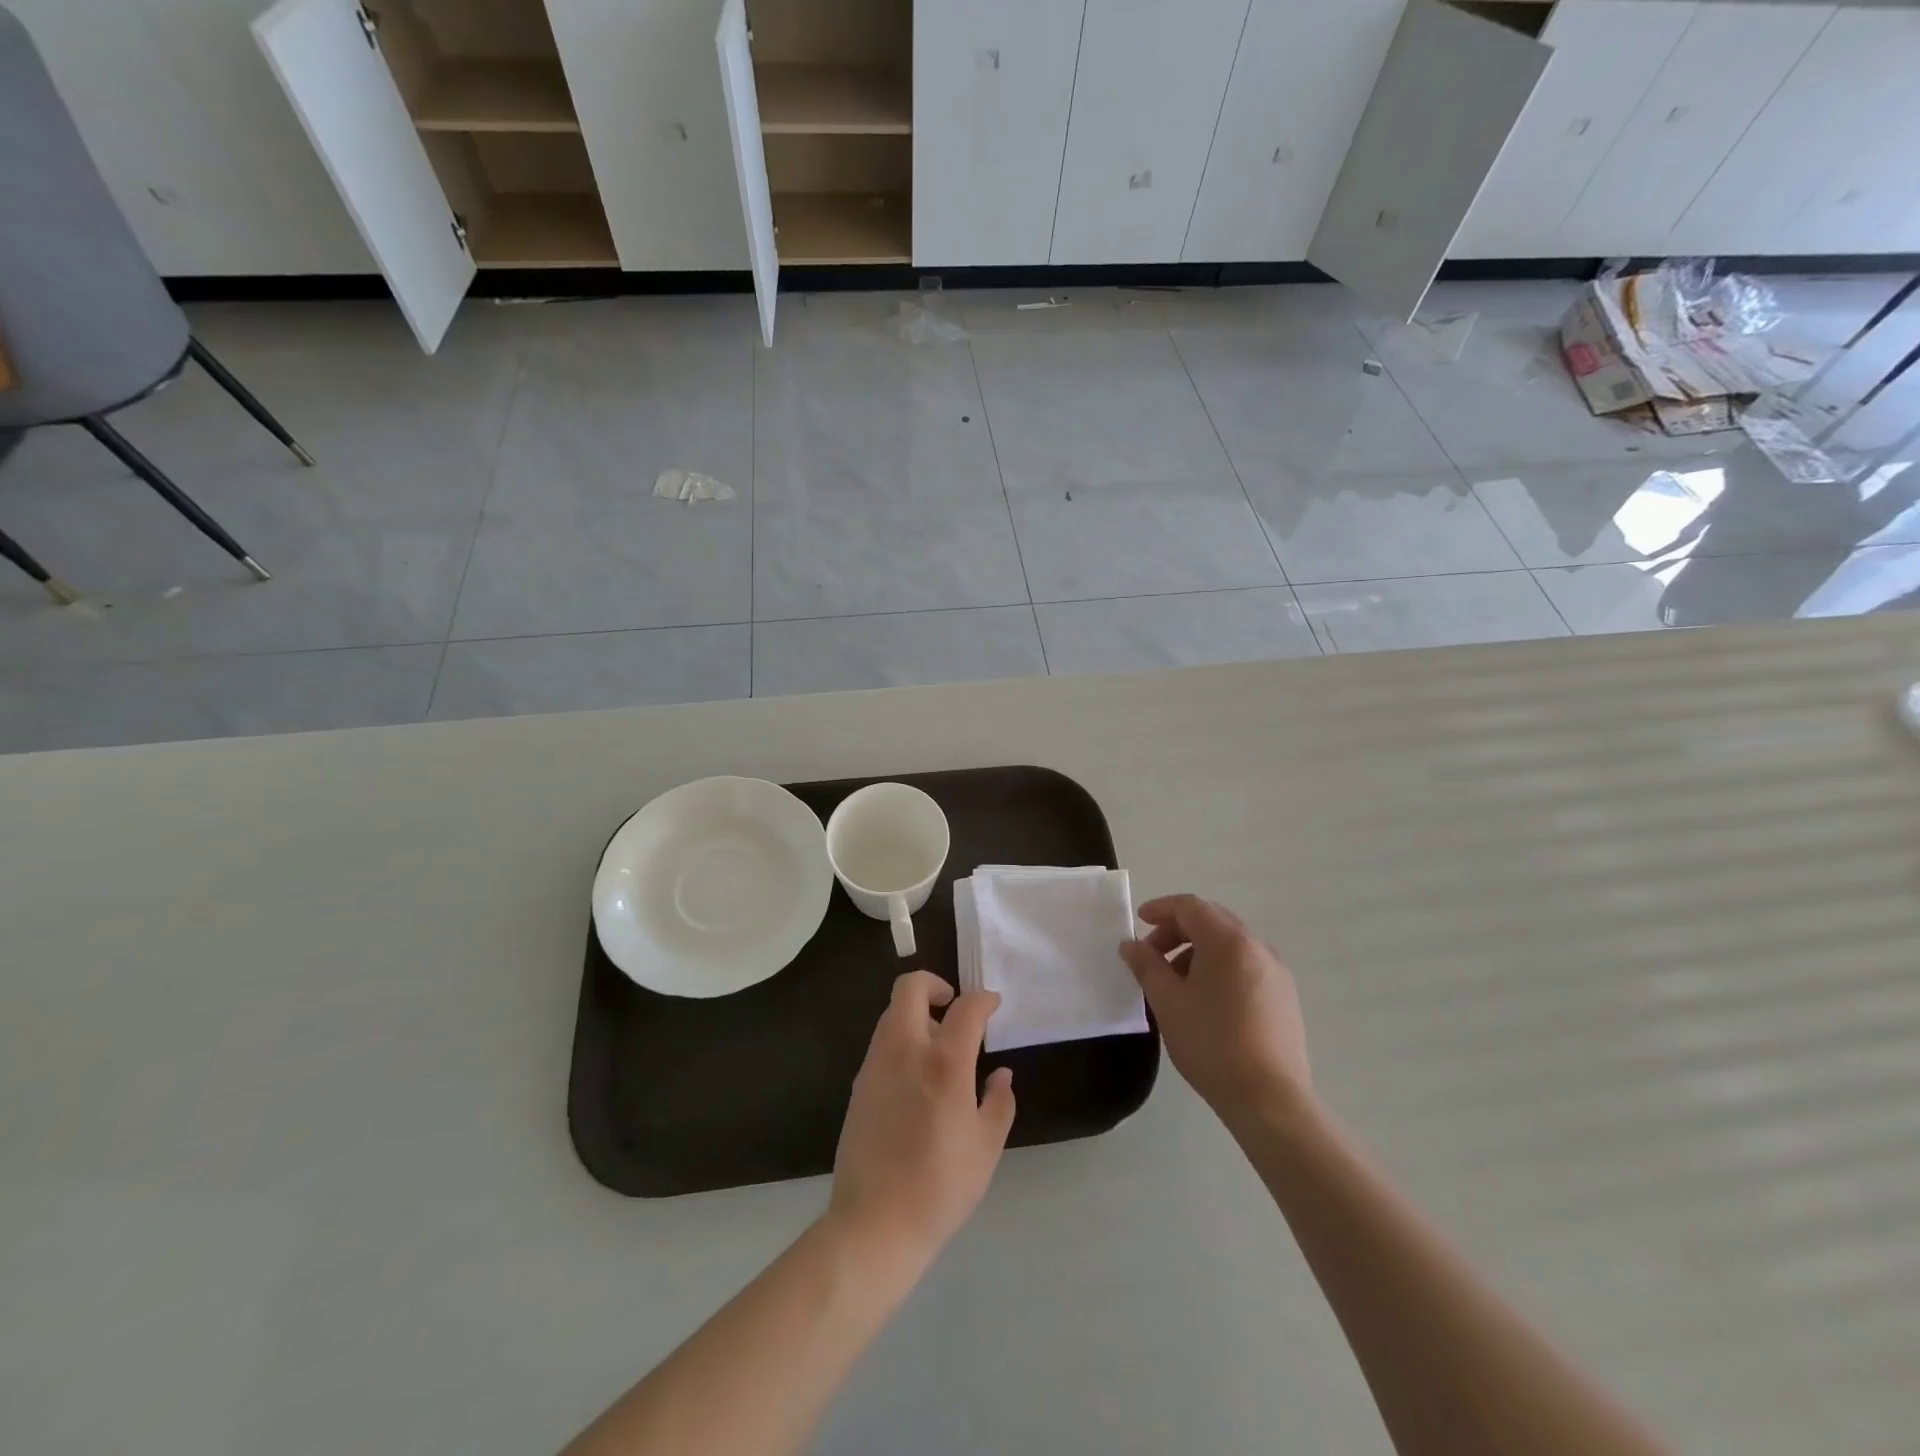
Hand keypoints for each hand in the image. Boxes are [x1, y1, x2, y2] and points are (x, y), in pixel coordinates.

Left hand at [828, 972, 1015, 1273]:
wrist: (875, 1223)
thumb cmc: (941, 1186)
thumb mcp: (986, 1147)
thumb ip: (999, 1102)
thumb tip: (1001, 1074)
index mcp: (943, 1062)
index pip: (965, 1008)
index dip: (984, 999)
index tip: (994, 1005)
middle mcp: (905, 1050)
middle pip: (910, 988)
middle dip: (934, 985)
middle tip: (954, 1009)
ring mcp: (875, 1065)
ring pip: (892, 1013)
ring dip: (917, 1015)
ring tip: (940, 1049)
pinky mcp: (859, 1084)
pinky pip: (882, 1043)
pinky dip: (902, 1041)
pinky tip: (918, 1079)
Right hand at [1120, 894, 1311, 1130]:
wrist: (1270, 1099)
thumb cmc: (1211, 1043)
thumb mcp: (1168, 1001)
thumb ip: (1146, 965)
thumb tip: (1131, 945)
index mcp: (1229, 941)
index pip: (1190, 906)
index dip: (1161, 909)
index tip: (1139, 923)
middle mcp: (1257, 946)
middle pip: (1212, 920)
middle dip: (1178, 930)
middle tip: (1152, 954)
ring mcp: (1276, 971)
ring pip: (1230, 943)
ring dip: (1198, 950)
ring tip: (1176, 982)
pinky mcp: (1285, 996)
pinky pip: (1246, 964)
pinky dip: (1220, 967)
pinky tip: (1206, 999)